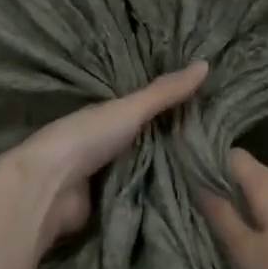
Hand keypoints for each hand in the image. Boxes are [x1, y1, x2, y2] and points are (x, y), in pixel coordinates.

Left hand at [0, 63, 208, 253]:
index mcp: (106, 116)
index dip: (172, 108)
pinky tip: (189, 199)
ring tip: (213, 174)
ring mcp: (103, 176)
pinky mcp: (106, 206)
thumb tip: (206, 63)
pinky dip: (156, 198)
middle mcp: (104, 144)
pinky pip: (139, 198)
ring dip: (167, 173)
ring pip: (144, 171)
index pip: (145, 109)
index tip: (208, 107)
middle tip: (219, 146)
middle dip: (173, 144)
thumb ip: (165, 93)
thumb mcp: (130, 109)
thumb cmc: (86, 138)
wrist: (49, 188)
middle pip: (146, 142)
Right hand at [199, 150, 267, 268]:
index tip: (184, 182)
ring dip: (246, 209)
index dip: (207, 164)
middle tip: (198, 215)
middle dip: (225, 190)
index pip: (232, 155)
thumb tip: (198, 183)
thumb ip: (222, 216)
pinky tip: (259, 247)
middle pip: (251, 174)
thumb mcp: (248, 256)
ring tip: (224, 234)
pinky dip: (266, 221)